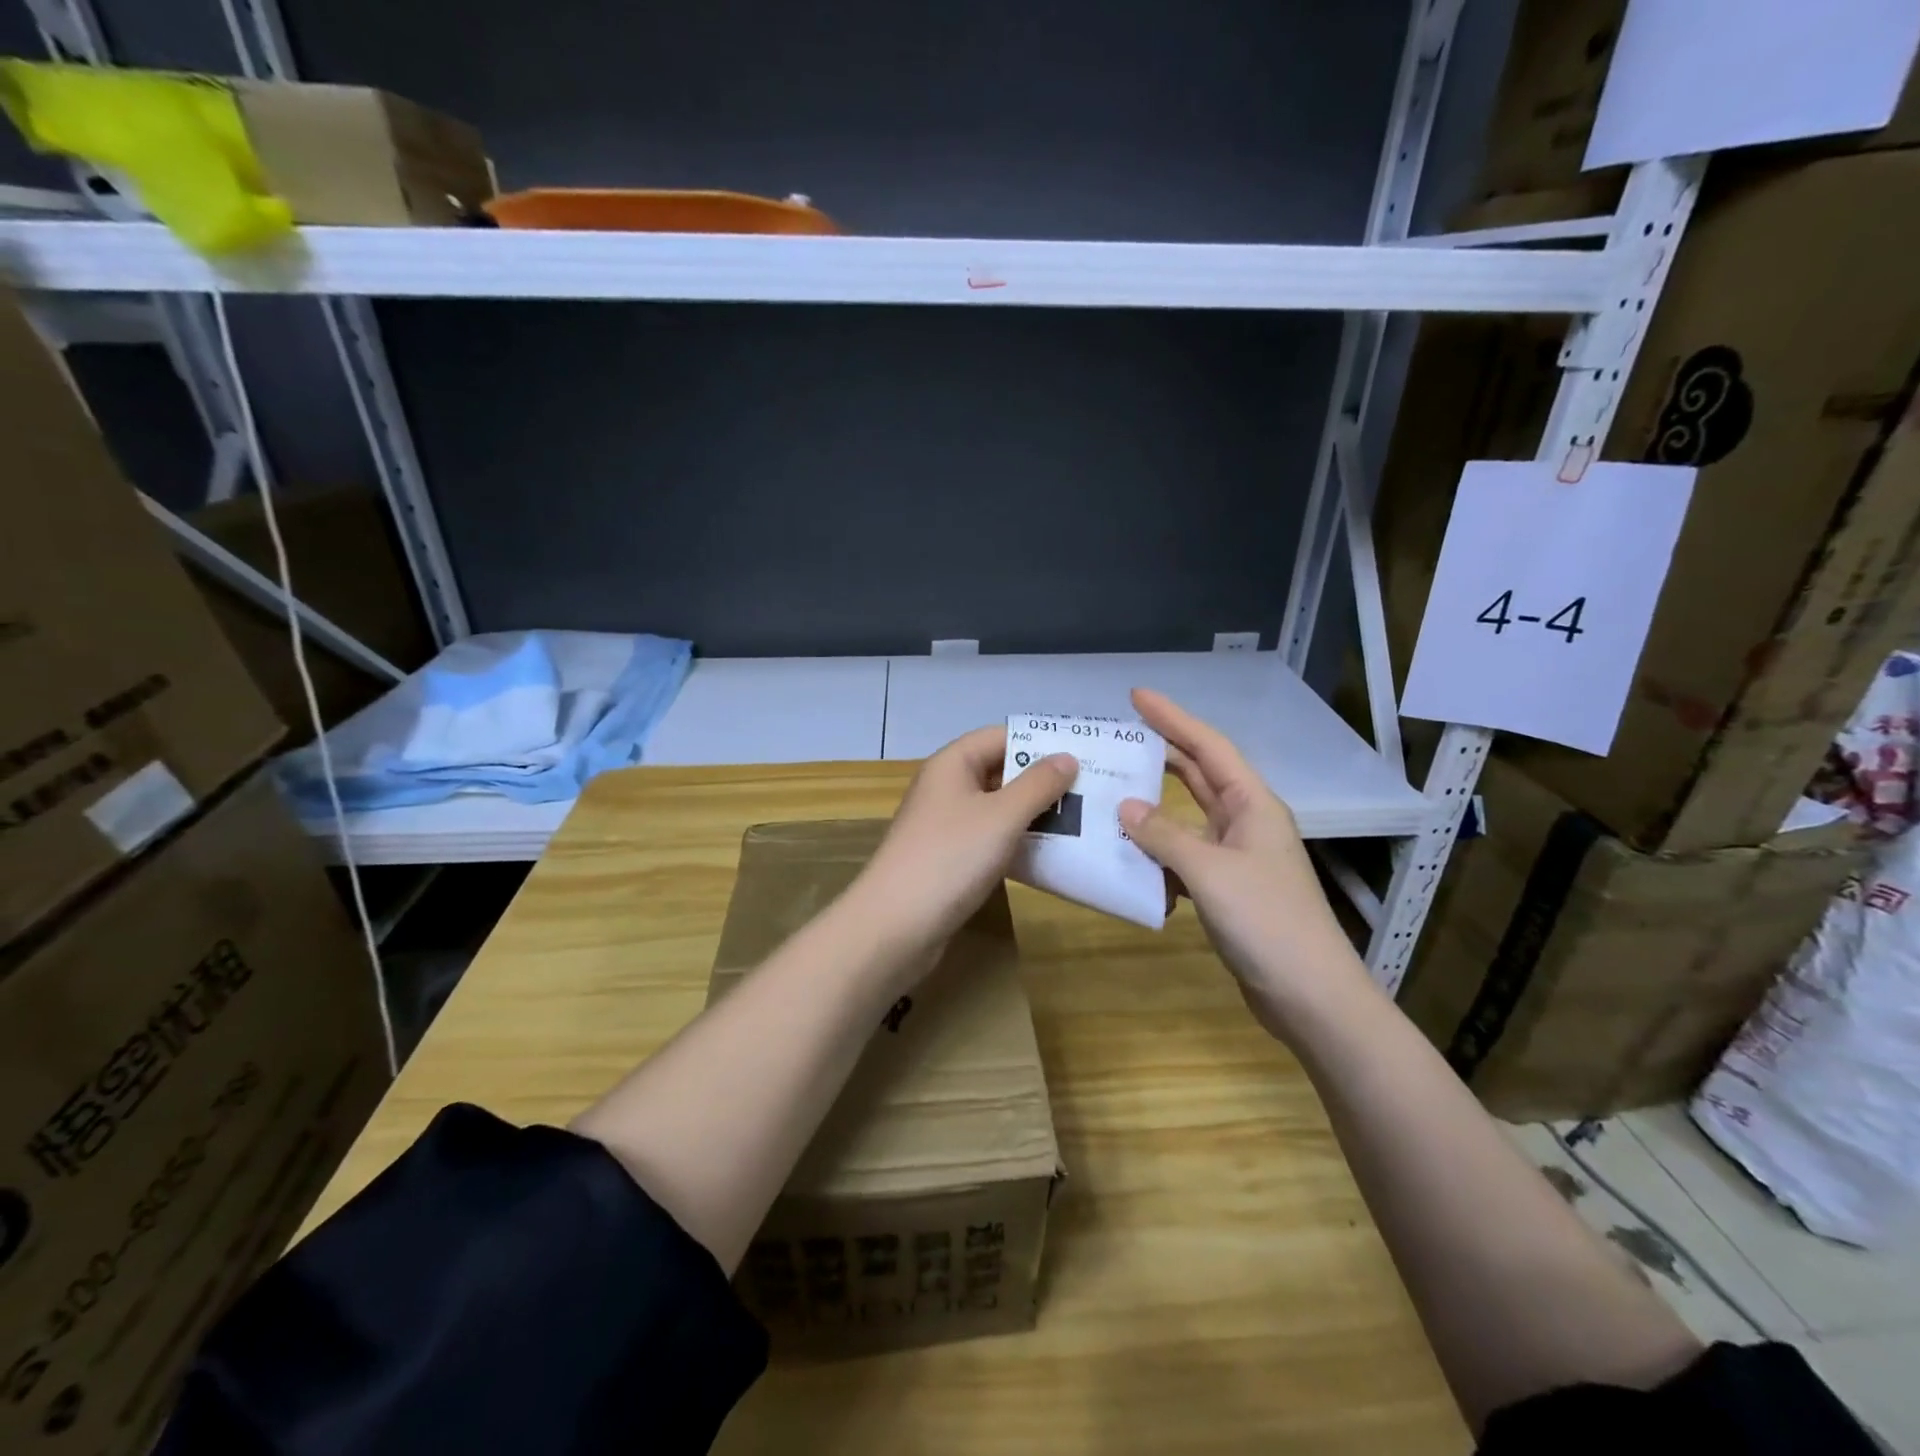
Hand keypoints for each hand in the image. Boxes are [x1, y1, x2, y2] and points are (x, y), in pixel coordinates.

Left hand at [853, 725, 1076, 957]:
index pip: (1001, 736)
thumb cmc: (950, 858)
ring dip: (1033, 813)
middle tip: (1091, 789)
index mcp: (952, 764)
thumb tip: (1067, 757)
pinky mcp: (949, 859)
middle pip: (1000, 771)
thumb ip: (1038, 785)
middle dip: (1042, 780)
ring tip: (1081, 820)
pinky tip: (1050, 854)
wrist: (895, 926)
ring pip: (997, 808)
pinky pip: (990, 838)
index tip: (1083, 753)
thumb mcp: (1002, 816)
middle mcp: (946, 788)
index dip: (1039, 741)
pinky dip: (1017, 841)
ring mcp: (945, 825)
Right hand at [1117, 689, 1372, 1033]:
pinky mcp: (1228, 888)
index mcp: (1252, 805)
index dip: (1172, 718)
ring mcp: (1238, 856)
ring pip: (1189, 817)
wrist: (1309, 995)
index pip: (1208, 747)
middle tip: (1118, 738)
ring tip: (1112, 791)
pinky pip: (1185, 855)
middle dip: (1162, 753)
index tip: (1136, 696)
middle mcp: (1246, 822)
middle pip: (1200, 775)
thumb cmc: (1266, 921)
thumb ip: (1164, 835)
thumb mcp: (1209, 871)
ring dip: (1154, 806)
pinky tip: (1129, 856)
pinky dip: (1158, 851)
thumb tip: (1126, 806)